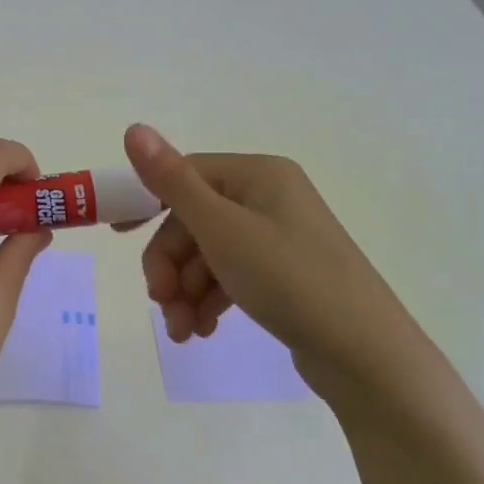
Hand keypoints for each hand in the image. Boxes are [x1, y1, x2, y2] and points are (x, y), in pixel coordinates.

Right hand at [123, 123, 443, 409]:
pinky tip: (201, 331)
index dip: (148, 203)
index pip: (186, 176)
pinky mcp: (283, 275)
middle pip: (194, 221)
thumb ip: (172, 182)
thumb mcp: (222, 230)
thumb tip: (133, 128)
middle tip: (161, 303)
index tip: (117, 235)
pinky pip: (230, 277)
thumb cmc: (290, 280)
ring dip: (184, 291)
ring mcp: (278, 238)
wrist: (367, 356)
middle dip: (170, 265)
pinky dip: (208, 301)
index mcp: (258, 175)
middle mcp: (269, 198)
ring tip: (182, 331)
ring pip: (208, 254)